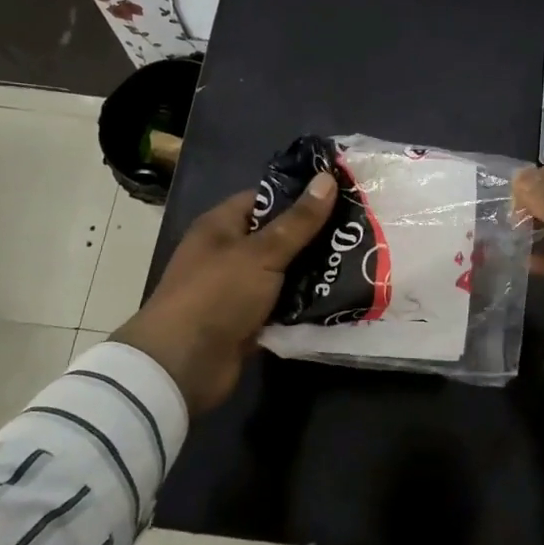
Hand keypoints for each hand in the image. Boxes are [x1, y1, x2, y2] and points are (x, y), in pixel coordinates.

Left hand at [114, 174, 336, 415]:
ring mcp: (239, 288)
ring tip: (360, 261)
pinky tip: (341, 295)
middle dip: (315, 236)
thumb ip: (298, 221)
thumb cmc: (217, 295)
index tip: (339, 194)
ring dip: (315, 271)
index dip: (299, 195)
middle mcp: (229, 253)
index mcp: (222, 226)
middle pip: (279, 236)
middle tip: (359, 230)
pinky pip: (284, 304)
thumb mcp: (262, 253)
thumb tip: (327, 178)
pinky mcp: (249, 320)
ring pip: (285, 272)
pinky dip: (306, 302)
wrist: (183, 366)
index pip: (265, 199)